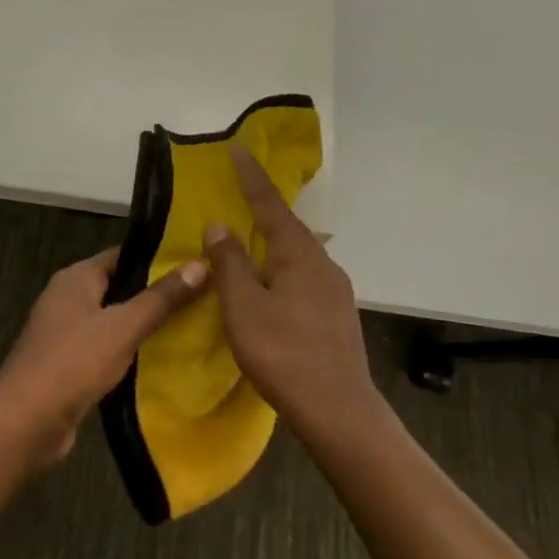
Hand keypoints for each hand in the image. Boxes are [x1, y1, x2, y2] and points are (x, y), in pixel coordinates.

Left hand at [0, 246, 207, 463]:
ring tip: (190, 327)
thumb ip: (161, 298)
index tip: (196, 264)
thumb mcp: (124, 326)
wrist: (25, 423)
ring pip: (113, 321)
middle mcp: (67, 299)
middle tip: (202, 298)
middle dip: (156, 295)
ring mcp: (64, 334)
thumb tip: (201, 264)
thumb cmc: (73, 362)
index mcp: (76, 278)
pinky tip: (160, 361)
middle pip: (119, 288)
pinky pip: (105, 350)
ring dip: (144, 326)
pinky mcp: (67, 366)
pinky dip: (129, 353)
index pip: (123, 256)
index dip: (158, 259)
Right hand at [203, 145, 378, 435]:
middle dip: (263, 210)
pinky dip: (281, 270)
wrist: (339, 411)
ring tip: (249, 245)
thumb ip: (230, 263)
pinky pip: (304, 277)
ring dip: (272, 244)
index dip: (251, 176)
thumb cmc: (284, 353)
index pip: (270, 204)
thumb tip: (219, 225)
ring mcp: (335, 290)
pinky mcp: (337, 314)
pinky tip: (271, 289)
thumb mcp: (244, 307)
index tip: (238, 147)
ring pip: (297, 255)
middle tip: (239, 196)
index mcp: (298, 254)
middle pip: (288, 227)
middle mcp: (322, 263)